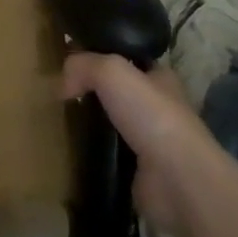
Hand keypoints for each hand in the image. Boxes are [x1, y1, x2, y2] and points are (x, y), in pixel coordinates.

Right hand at [62, 54, 218, 236]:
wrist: (178, 181)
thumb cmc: (151, 115)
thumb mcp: (111, 71)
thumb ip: (82, 66)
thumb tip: (61, 85)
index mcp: (159, 77)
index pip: (127, 59)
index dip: (100, 55)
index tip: (70, 60)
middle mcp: (158, 107)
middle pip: (116, 92)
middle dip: (91, 92)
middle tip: (60, 91)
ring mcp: (150, 142)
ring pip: (111, 123)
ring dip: (89, 124)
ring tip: (60, 119)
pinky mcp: (140, 173)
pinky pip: (108, 154)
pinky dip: (92, 152)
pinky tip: (71, 148)